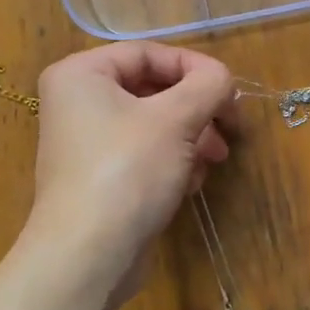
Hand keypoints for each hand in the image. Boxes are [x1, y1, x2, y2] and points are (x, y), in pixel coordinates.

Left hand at [24, 43, 236, 286]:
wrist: (89, 255)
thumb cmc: (128, 171)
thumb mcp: (176, 119)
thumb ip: (208, 85)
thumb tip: (223, 79)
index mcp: (82, 75)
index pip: (148, 53)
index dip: (194, 67)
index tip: (230, 91)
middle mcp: (78, 103)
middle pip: (153, 90)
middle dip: (196, 109)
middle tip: (230, 129)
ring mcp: (88, 144)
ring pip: (154, 126)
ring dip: (191, 139)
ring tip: (213, 160)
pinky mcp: (101, 179)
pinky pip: (144, 155)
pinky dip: (172, 163)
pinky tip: (189, 184)